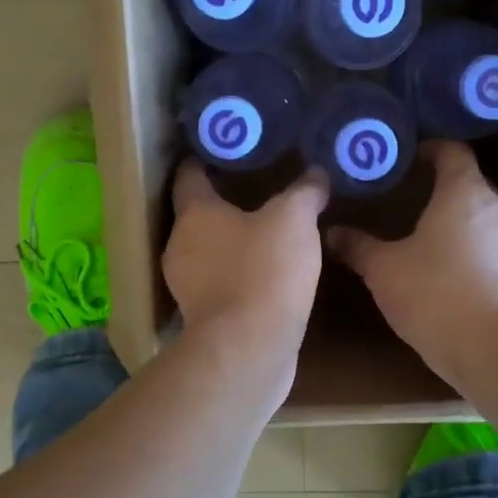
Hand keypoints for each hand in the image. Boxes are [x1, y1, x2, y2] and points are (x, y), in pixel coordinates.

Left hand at [164, 162, 328, 347]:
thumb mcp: (294, 220)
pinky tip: (266, 274)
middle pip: (196, 215)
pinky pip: (219, 284)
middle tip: (256, 189)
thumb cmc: (265, 271)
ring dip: (230, 242)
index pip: (189, 175)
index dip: (205, 159)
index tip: (226, 149)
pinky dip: (237, 275)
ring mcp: (188, 286)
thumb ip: (305, 191)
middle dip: (222, 203)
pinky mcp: (203, 318)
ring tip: (265, 232)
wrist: (250, 349)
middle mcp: (181, 246)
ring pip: (207, 252)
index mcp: (194, 214)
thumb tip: (317, 172)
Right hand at [326, 141, 497, 382]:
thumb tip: (332, 231)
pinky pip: (488, 241)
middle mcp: (496, 205)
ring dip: (455, 216)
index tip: (403, 158)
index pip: (452, 150)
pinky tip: (443, 262)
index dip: (428, 149)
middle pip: (468, 180)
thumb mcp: (383, 268)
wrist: (488, 347)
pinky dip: (467, 242)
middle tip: (405, 194)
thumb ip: (358, 246)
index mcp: (465, 190)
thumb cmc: (433, 292)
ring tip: (422, 227)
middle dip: (438, 184)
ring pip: (480, 213)